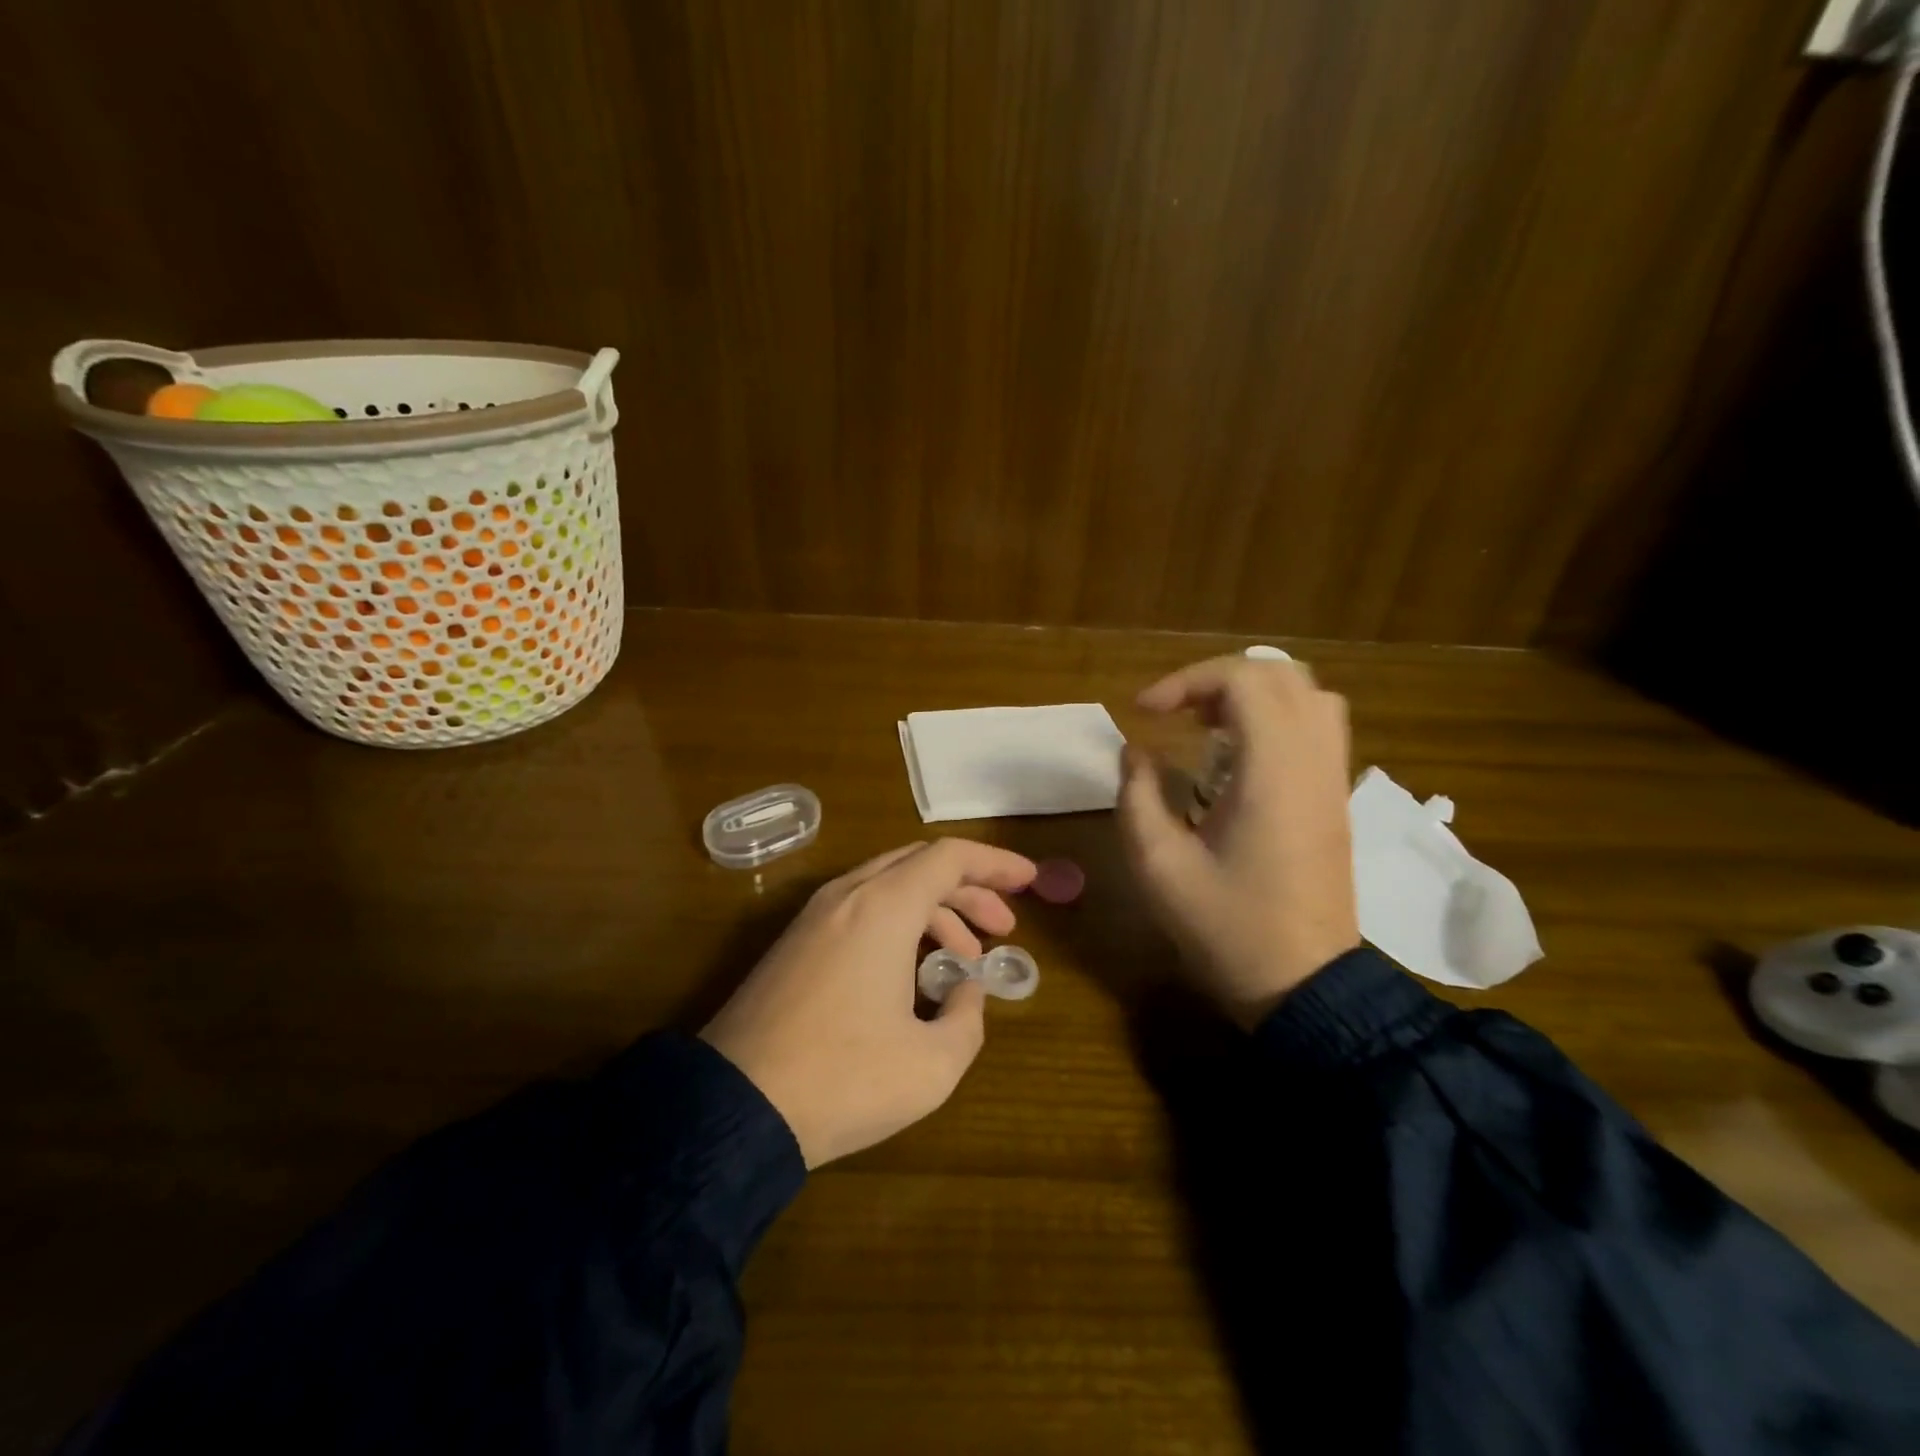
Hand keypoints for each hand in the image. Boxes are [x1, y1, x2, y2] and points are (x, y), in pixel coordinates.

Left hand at [700, 839, 1037, 1168]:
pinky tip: (912, 974)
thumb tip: (964, 989)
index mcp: (884, 906)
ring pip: (889, 887)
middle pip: (920, 866)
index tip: (1030, 882)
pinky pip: (860, 911)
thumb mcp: (932, 1063)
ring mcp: (814, 917)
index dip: (996, 864)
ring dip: (934, 911)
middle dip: (969, 890)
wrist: (734, 1109)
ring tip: (964, 961)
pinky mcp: (794, 944)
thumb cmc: (843, 1079)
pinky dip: (899, 925)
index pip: (950, 857)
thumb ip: (967, 1017)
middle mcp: (848, 895)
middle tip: (1003, 928)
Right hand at [1117, 655, 1360, 1029]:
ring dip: (1251, 694)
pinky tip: (1236, 756)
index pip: (1245, 679)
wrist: (1304, 986)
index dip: (1186, 680)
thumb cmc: (1227, 928)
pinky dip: (1276, 718)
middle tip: (1174, 714)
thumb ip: (1138, 796)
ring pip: (1308, 695)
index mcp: (1273, 771)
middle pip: (1280, 675)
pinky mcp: (1336, 799)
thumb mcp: (1159, 866)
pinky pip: (1318, 727)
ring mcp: (1333, 779)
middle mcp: (1313, 762)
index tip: (1144, 712)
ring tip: (1205, 726)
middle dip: (1217, 680)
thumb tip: (1135, 752)